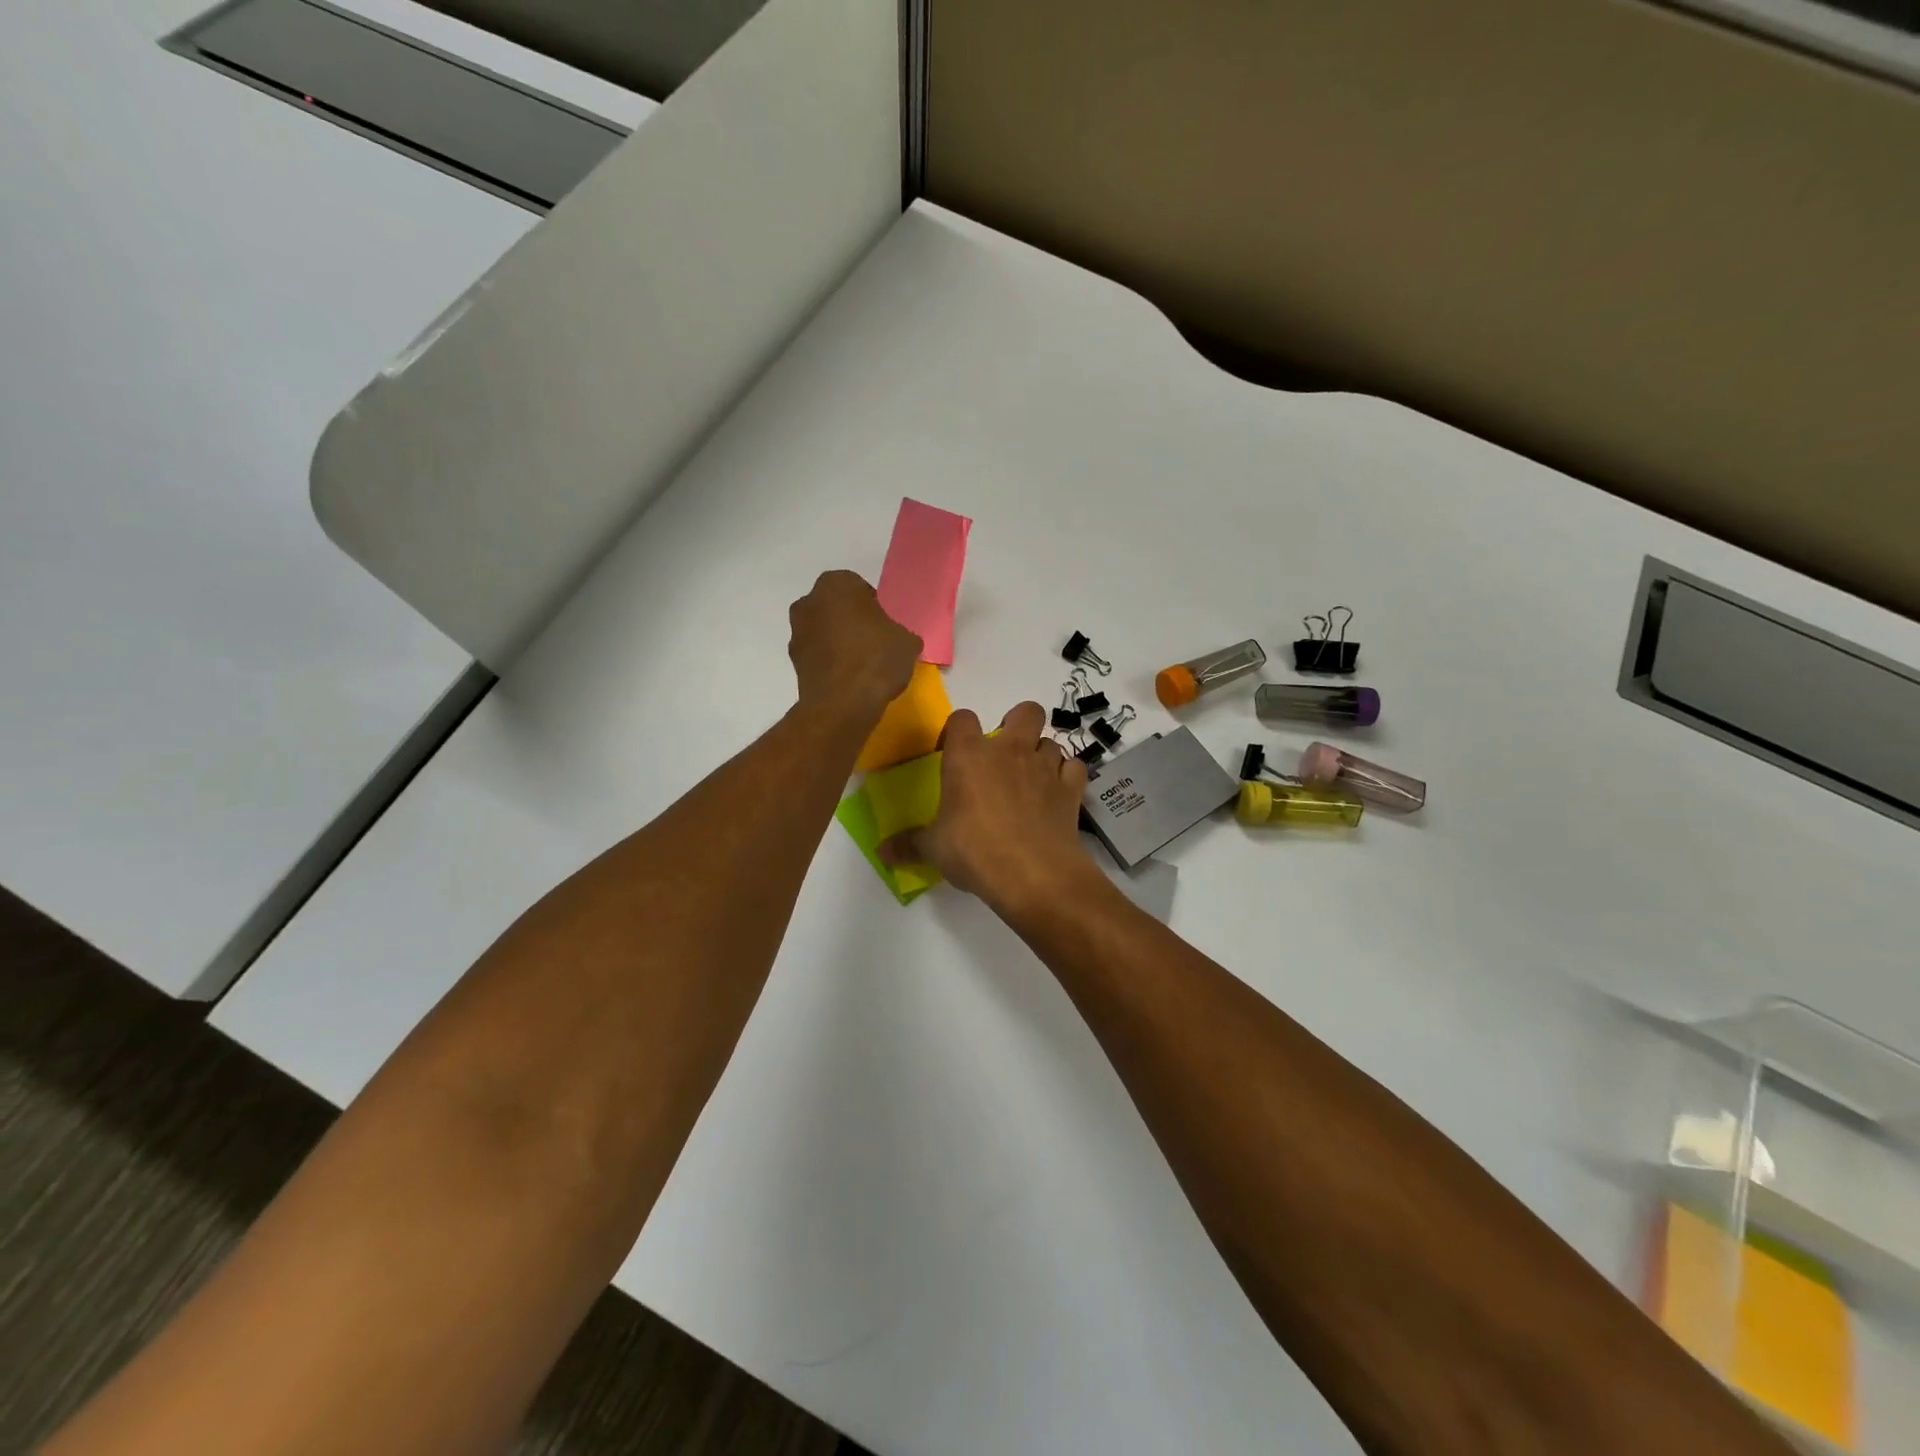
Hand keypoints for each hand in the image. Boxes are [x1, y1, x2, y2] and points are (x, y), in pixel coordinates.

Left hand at [788, 570, 921, 724]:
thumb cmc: (876, 659)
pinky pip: (818, 655)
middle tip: (874, 643)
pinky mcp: (793, 662)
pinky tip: (848, 680)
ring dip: (838, 642)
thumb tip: (899, 640)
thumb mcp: (908, 642)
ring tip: (862, 666)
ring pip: (824, 631)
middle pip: (837, 608)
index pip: (859, 587)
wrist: (842, 704)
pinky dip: (830, 662)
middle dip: (852, 621)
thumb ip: (902, 633)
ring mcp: (796, 632)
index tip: (886, 627)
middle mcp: (809, 601)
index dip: (874, 607)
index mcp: (837, 584)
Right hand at [880, 702, 1097, 915]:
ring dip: (1042, 754)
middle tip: (1006, 753)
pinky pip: (1074, 768)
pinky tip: (1057, 793)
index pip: (962, 718)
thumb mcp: (933, 849)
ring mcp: (1045, 766)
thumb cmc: (974, 851)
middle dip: (1018, 724)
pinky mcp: (1071, 788)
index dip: (957, 731)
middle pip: (1025, 711)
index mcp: (968, 755)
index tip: (952, 753)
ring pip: (1051, 741)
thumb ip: (908, 844)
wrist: (1032, 873)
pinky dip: (1067, 776)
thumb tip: (881, 851)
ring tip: (1032, 779)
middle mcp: (1009, 750)